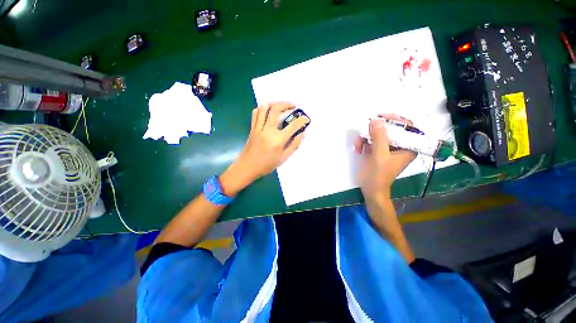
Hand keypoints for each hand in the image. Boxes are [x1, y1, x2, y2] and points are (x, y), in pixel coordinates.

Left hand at [220, 102, 308, 195]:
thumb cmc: (267, 165)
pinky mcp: (252, 128)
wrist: (247, 167)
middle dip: (286, 104)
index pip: (293, 126)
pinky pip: (256, 113)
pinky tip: (268, 111)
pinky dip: (262, 108)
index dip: (302, 120)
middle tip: (293, 106)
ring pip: (264, 108)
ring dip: (274, 103)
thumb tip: (302, 134)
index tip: (306, 119)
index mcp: (277, 140)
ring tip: (281, 105)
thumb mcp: (284, 158)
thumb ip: (294, 145)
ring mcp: (258, 128)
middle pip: (276, 110)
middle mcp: (267, 130)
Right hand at [355, 114, 416, 202]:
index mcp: (408, 147)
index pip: (407, 127)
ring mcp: (387, 149)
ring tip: (358, 144)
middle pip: (390, 129)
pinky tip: (358, 149)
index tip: (382, 117)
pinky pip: (371, 141)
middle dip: (376, 129)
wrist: (371, 190)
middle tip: (365, 128)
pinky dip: (363, 142)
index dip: (396, 120)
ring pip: (378, 134)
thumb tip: (376, 120)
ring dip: (366, 137)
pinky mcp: (377, 151)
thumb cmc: (379, 175)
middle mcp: (399, 146)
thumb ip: (379, 138)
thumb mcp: (379, 155)